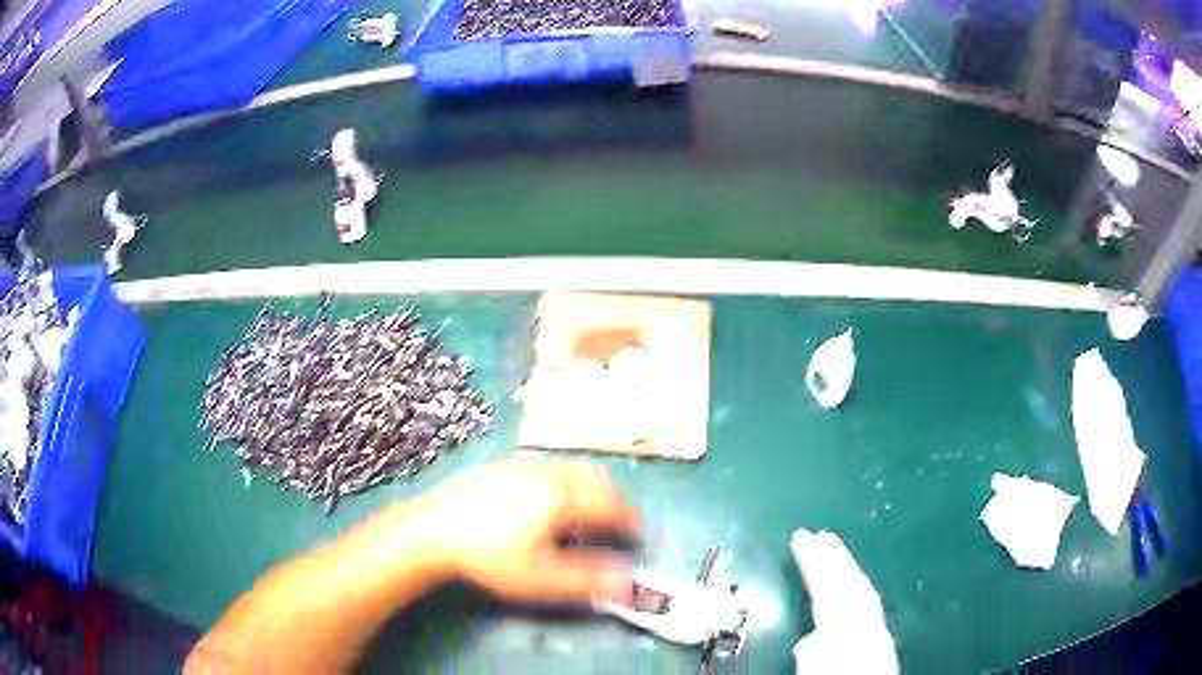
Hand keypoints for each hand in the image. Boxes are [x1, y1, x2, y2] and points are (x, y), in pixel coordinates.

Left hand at [417, 460, 641, 604]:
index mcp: (562, 497)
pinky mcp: (503, 466)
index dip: (629, 520)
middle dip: (614, 500)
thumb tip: (629, 583)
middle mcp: (547, 472)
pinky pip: (550, 467)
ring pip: (573, 470)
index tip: (637, 534)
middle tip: (619, 523)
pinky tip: (551, 503)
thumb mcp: (541, 578)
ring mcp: (523, 465)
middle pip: (596, 479)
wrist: (431, 530)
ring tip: (589, 514)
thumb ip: (589, 580)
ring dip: (591, 489)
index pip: (611, 504)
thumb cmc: (490, 557)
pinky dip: (567, 482)